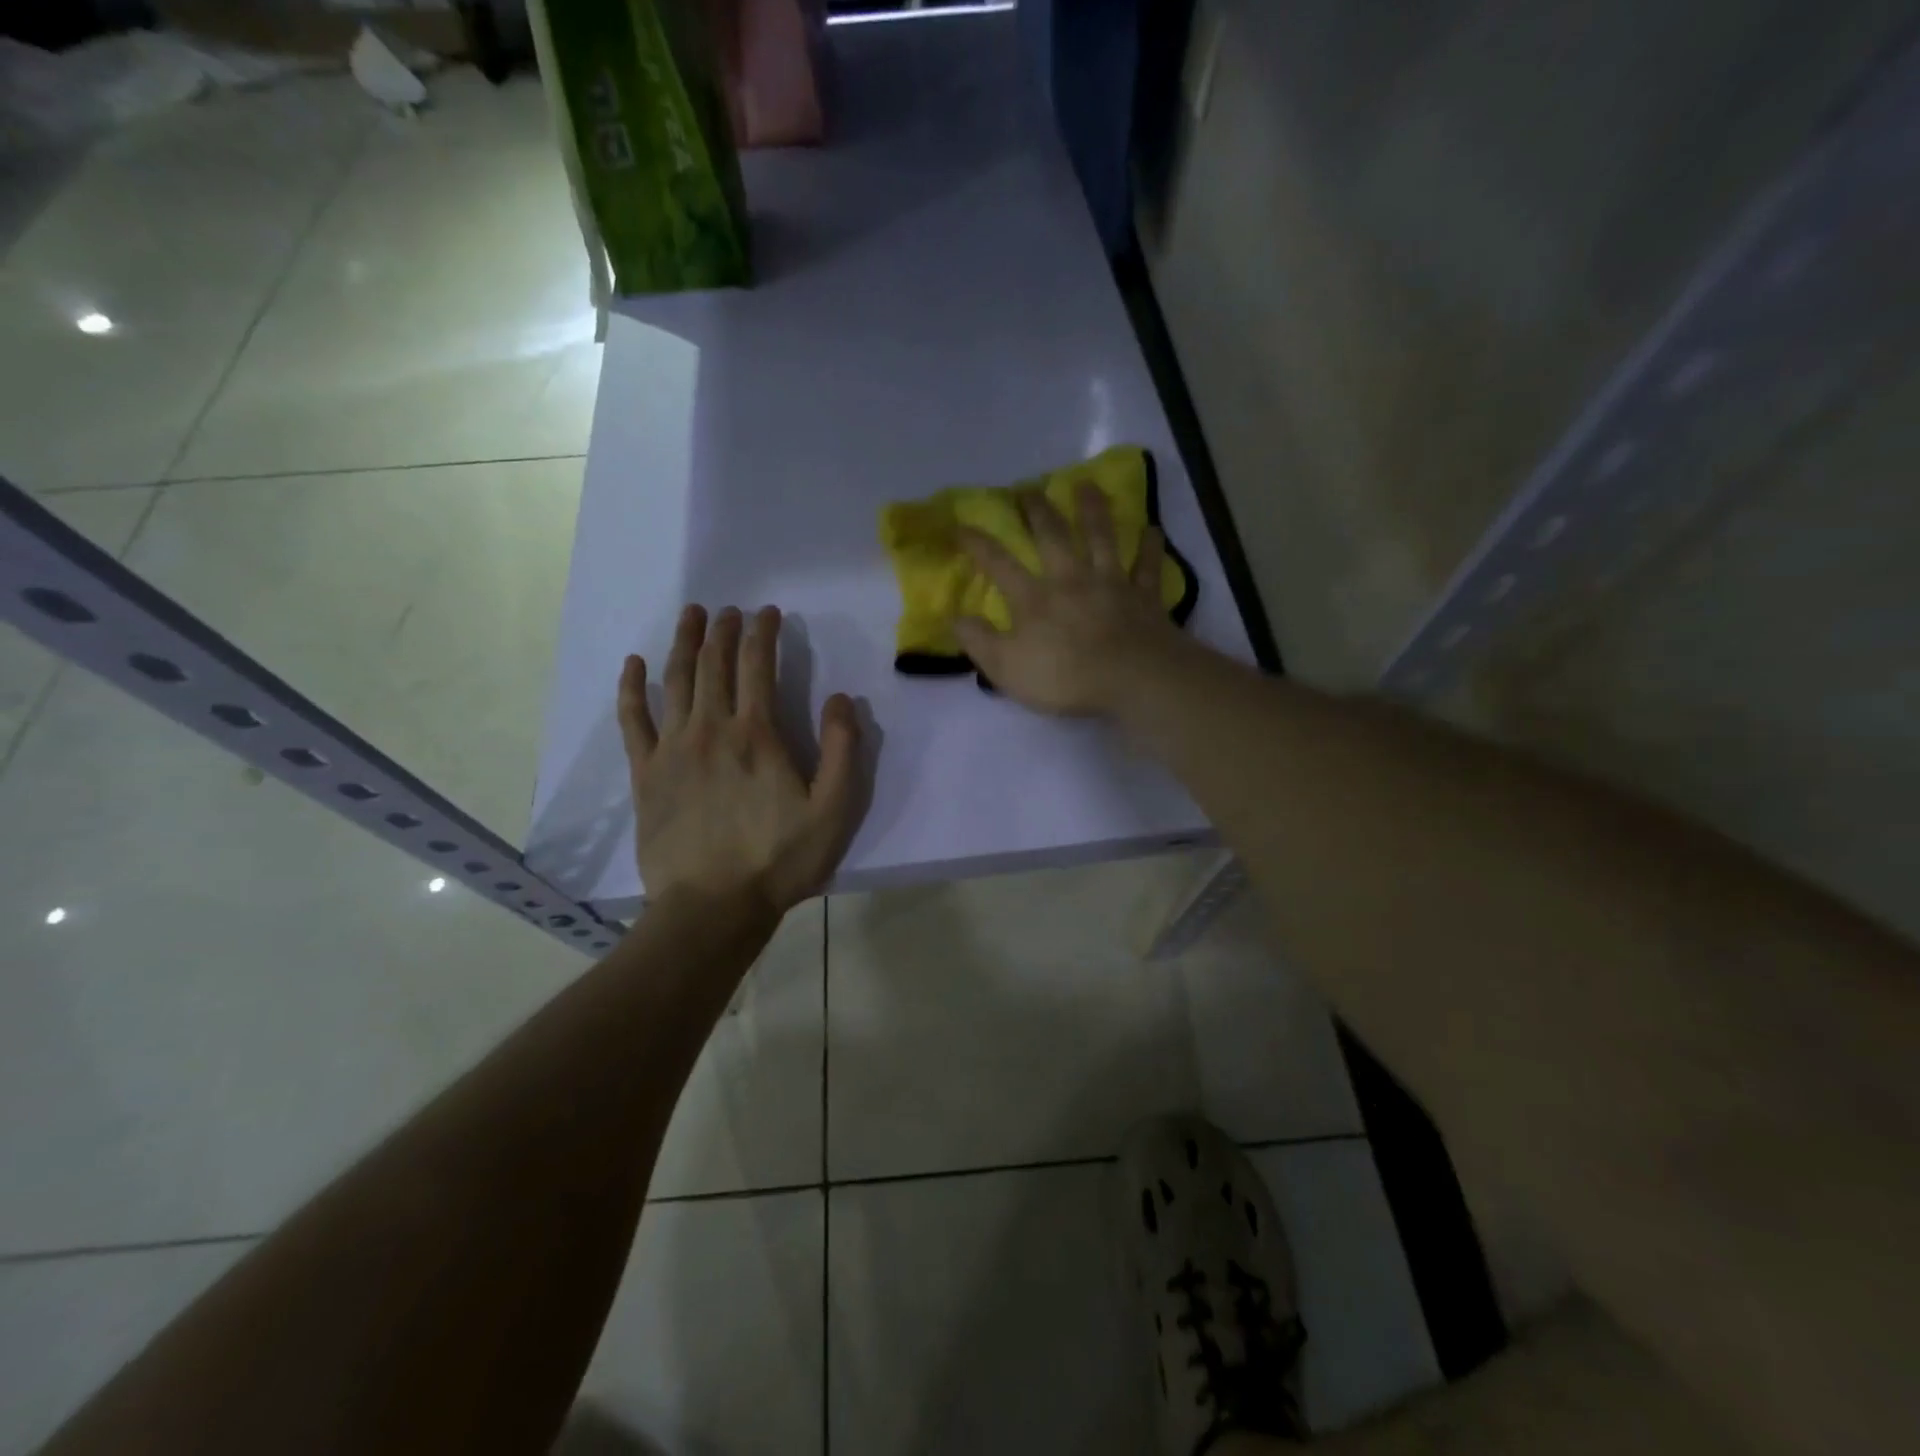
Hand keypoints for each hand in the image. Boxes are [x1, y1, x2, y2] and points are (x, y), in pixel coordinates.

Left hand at [617, 605, 863, 914]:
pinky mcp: (645, 772)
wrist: (712, 906)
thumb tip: (840, 699)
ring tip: (691, 615)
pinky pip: (633, 719)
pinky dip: (632, 687)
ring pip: (675, 680)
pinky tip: (634, 664)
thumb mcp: (834, 810)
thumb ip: (844, 751)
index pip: (758, 666)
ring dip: (683, 642)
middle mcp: (710, 728)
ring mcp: (672, 748)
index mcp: (756, 734)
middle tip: (730, 610)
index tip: (769, 613)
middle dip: (723, 630)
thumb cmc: (779, 859)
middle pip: (713, 664)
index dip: (763, 633)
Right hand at [954, 482, 1187, 715]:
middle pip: (1053, 537)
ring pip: (1101, 538)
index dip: (978, 544)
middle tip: (1029, 489)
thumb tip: (955, 618)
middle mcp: (1071, 579)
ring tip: (1088, 486)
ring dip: (1093, 510)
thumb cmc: (1065, 677)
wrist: (1133, 678)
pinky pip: (1147, 566)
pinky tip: (1152, 528)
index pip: (999, 564)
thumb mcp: (1007, 668)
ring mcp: (1111, 584)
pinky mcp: (1144, 596)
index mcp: (1034, 598)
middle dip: (1038, 511)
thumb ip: (979, 641)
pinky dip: (1149, 547)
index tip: (961, 525)